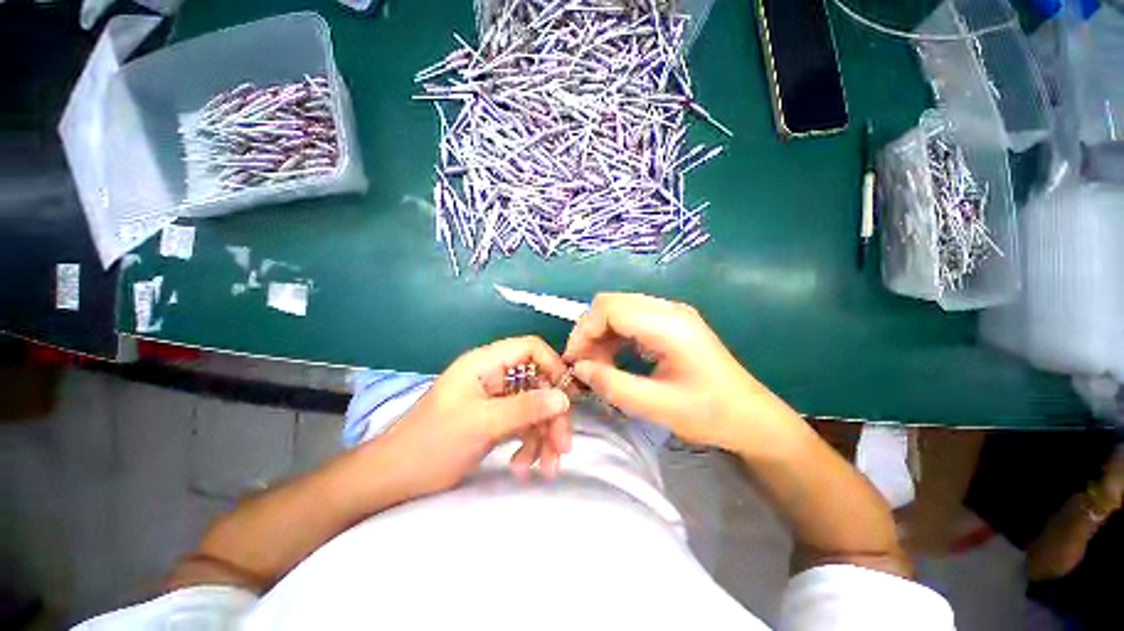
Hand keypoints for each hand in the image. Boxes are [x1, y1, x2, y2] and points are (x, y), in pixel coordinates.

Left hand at [377, 336, 571, 496]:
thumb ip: (526, 408)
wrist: (393, 479)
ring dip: (543, 435)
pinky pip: (522, 424)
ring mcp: (494, 398)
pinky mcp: (494, 418)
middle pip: (537, 382)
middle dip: (551, 414)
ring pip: (533, 406)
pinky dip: (528, 444)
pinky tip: (522, 467)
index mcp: (485, 363)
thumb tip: (564, 397)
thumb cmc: (433, 444)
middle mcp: (493, 375)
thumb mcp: (482, 424)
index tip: (566, 396)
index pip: (530, 348)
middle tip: (562, 448)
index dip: (552, 366)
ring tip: (544, 467)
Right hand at [564, 293, 795, 453]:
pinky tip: (614, 359)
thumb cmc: (710, 414)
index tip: (574, 361)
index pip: (609, 308)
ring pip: (619, 310)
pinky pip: (631, 320)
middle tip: (584, 364)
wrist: (752, 418)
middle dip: (589, 331)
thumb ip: (612, 384)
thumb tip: (579, 369)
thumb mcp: (657, 406)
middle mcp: (668, 309)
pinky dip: (614, 336)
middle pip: (611, 303)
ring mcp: (671, 313)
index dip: (584, 330)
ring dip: (601, 334)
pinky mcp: (671, 323)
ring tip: (597, 365)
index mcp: (668, 324)